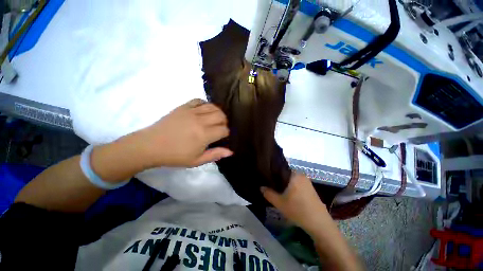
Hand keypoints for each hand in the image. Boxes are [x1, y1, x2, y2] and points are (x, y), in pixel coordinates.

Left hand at [137, 99, 232, 167]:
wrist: (151, 146)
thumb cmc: (175, 156)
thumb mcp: (197, 160)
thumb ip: (215, 155)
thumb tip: (231, 151)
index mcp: (204, 135)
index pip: (224, 130)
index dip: (226, 133)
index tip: (223, 137)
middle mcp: (200, 121)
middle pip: (221, 116)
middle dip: (224, 122)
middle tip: (220, 128)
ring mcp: (191, 112)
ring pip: (213, 107)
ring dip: (218, 112)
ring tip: (215, 119)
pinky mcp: (183, 107)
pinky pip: (199, 100)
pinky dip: (205, 104)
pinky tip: (204, 111)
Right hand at [261, 173, 329, 234]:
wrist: (319, 223)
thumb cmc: (298, 210)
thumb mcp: (279, 203)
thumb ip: (268, 193)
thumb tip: (261, 187)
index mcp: (293, 175)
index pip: (280, 168)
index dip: (272, 173)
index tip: (266, 177)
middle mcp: (300, 175)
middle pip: (285, 174)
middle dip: (278, 179)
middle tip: (270, 184)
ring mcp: (306, 181)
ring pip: (291, 179)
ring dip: (284, 183)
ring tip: (277, 189)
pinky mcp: (310, 188)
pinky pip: (297, 183)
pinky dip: (291, 186)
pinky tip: (288, 194)